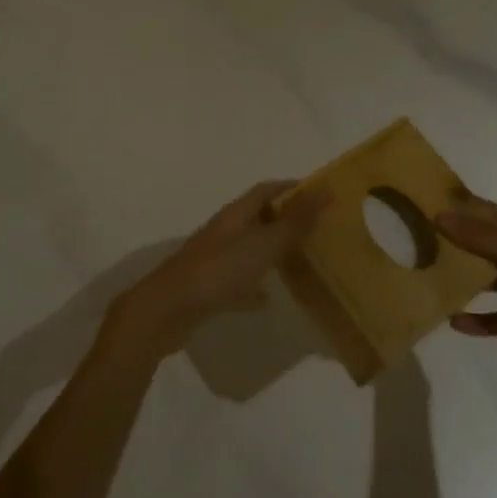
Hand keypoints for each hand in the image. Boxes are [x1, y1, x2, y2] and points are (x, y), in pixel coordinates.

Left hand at [110, 180, 327, 356]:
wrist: (168, 309)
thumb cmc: (220, 270)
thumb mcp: (264, 244)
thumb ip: (296, 220)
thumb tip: (327, 189)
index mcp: (236, 214)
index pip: (266, 189)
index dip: (290, 187)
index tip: (318, 193)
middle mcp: (224, 231)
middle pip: (256, 217)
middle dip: (283, 218)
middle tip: (314, 228)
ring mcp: (213, 259)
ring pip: (247, 248)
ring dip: (269, 251)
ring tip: (297, 259)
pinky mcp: (207, 287)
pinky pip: (236, 281)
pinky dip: (252, 286)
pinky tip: (266, 299)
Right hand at [436, 195, 496, 367]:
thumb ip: (484, 239)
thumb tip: (440, 215)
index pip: (487, 212)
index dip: (460, 205)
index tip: (426, 200)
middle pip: (486, 244)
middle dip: (457, 242)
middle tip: (418, 242)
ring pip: (493, 279)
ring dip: (468, 280)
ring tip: (432, 280)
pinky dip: (483, 321)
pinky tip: (456, 324)